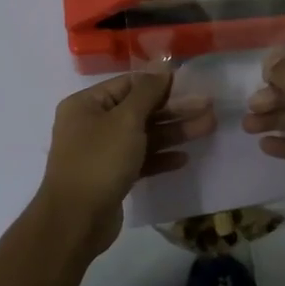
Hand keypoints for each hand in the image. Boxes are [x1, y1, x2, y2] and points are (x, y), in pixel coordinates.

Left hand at [38, 70, 214, 255]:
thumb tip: (161, 64)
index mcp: (86, 104)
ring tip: (207, 128)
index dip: (160, 83)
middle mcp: (91, 124)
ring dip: (173, 132)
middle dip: (174, 109)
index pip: (128, 84)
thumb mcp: (126, 121)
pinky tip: (183, 158)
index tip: (191, 84)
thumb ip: (147, 92)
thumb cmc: (99, 162)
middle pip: (138, 110)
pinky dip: (160, 157)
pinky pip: (139, 159)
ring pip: (142, 135)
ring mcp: (101, 152)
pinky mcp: (111, 176)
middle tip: (208, 107)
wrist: (76, 221)